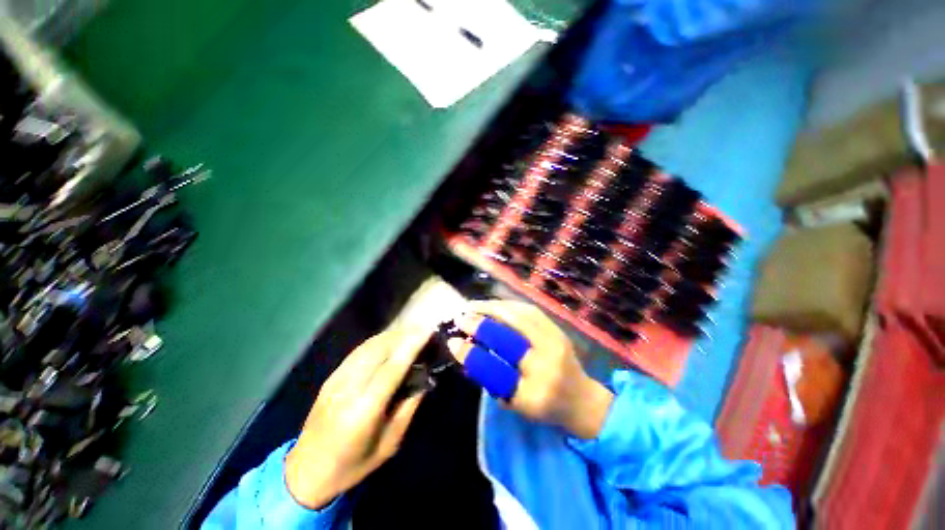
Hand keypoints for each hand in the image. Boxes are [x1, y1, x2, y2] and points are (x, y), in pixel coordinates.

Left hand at [285, 326, 431, 508]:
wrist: (306, 472)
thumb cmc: (353, 464)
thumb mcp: (389, 444)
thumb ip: (408, 407)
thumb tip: (424, 377)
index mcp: (364, 410)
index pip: (392, 368)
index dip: (411, 346)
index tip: (428, 331)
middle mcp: (349, 389)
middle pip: (379, 350)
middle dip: (404, 335)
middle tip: (423, 329)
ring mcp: (336, 380)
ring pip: (368, 346)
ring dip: (391, 335)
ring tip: (410, 332)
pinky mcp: (331, 377)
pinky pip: (358, 351)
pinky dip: (377, 341)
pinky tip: (389, 341)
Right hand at [450, 300, 612, 439]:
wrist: (582, 399)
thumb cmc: (545, 408)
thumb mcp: (514, 405)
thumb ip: (490, 379)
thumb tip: (467, 351)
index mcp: (533, 395)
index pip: (495, 371)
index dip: (470, 355)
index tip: (452, 342)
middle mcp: (547, 366)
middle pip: (509, 337)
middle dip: (480, 324)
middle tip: (461, 317)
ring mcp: (556, 343)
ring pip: (520, 317)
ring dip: (492, 308)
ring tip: (473, 306)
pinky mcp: (558, 330)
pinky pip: (529, 310)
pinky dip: (508, 305)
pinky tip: (495, 304)